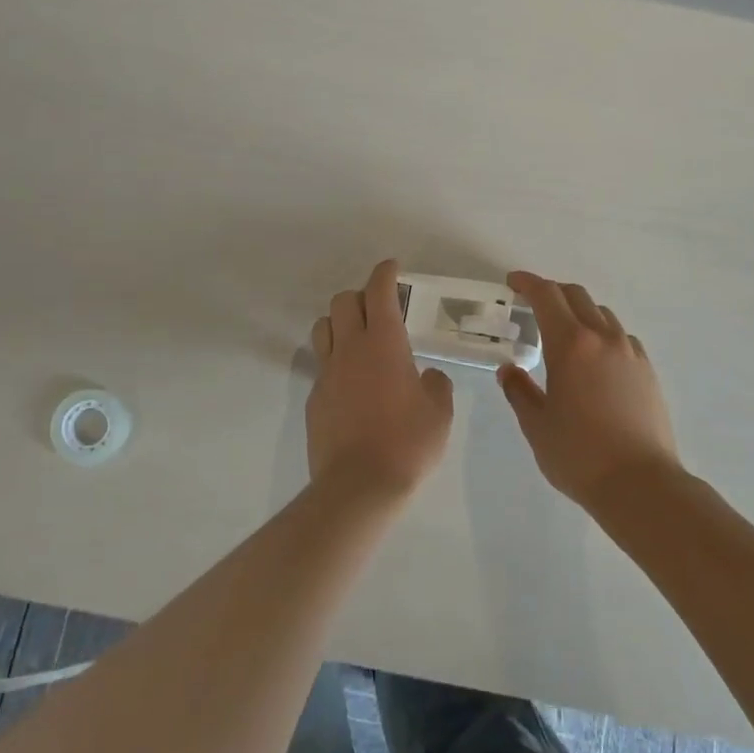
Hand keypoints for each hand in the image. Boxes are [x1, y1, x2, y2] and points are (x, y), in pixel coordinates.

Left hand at [307, 260, 454, 500]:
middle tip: (380, 308)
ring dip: (340, 322)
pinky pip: (321, 365)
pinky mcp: (314, 398)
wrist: (359, 485)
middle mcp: (350, 349)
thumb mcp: (439, 413)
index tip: (391, 267)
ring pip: (323, 327)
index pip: (379, 292)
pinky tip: (352, 382)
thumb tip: (426, 377)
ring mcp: (327, 373)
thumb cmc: (407, 443)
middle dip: (361, 295)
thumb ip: (435, 385)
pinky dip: (335, 360)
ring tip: (358, 338)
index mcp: (384, 344)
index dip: (385, 273)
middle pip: (343, 301)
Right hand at [498, 271, 684, 508]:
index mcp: (571, 345)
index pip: (547, 296)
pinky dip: (602, 335)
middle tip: (532, 305)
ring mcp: (631, 353)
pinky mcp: (648, 371)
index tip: (512, 282)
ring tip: (563, 334)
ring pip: (602, 314)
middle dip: (552, 293)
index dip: (527, 283)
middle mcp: (603, 338)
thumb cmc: (579, 454)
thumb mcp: (536, 425)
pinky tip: (595, 360)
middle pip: (577, 296)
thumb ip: (519, 391)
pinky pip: (621, 337)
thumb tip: (509, 370)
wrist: (641, 484)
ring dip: (579, 313)